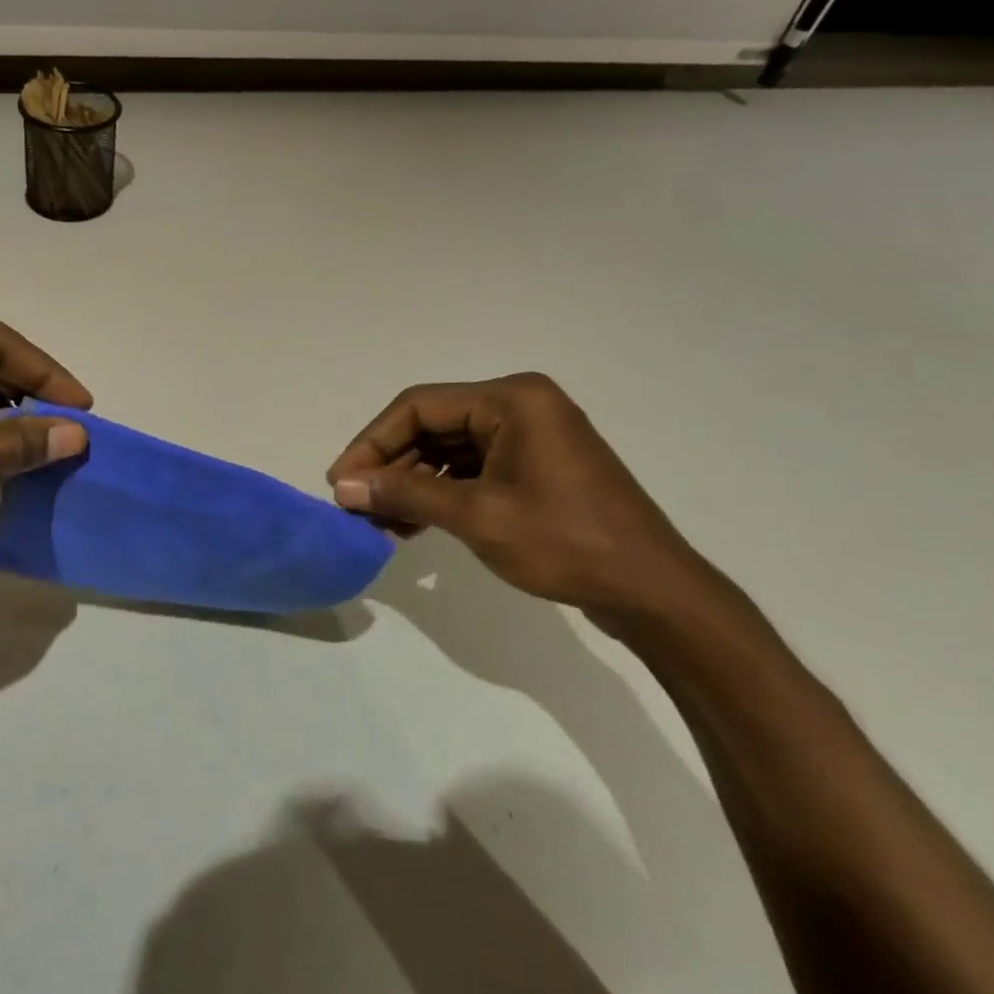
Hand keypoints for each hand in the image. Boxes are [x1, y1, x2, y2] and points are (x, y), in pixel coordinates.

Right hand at [327, 374, 720, 628]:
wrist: (654, 594)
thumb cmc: (565, 543)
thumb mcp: (476, 516)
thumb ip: (406, 494)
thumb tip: (343, 486)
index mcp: (511, 399)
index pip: (420, 406)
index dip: (372, 441)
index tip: (340, 480)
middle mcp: (520, 406)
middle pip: (434, 426)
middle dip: (391, 466)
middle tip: (355, 504)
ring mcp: (530, 437)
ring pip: (450, 450)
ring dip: (412, 483)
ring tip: (378, 521)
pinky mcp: (535, 467)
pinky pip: (473, 470)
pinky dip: (441, 494)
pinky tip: (412, 524)